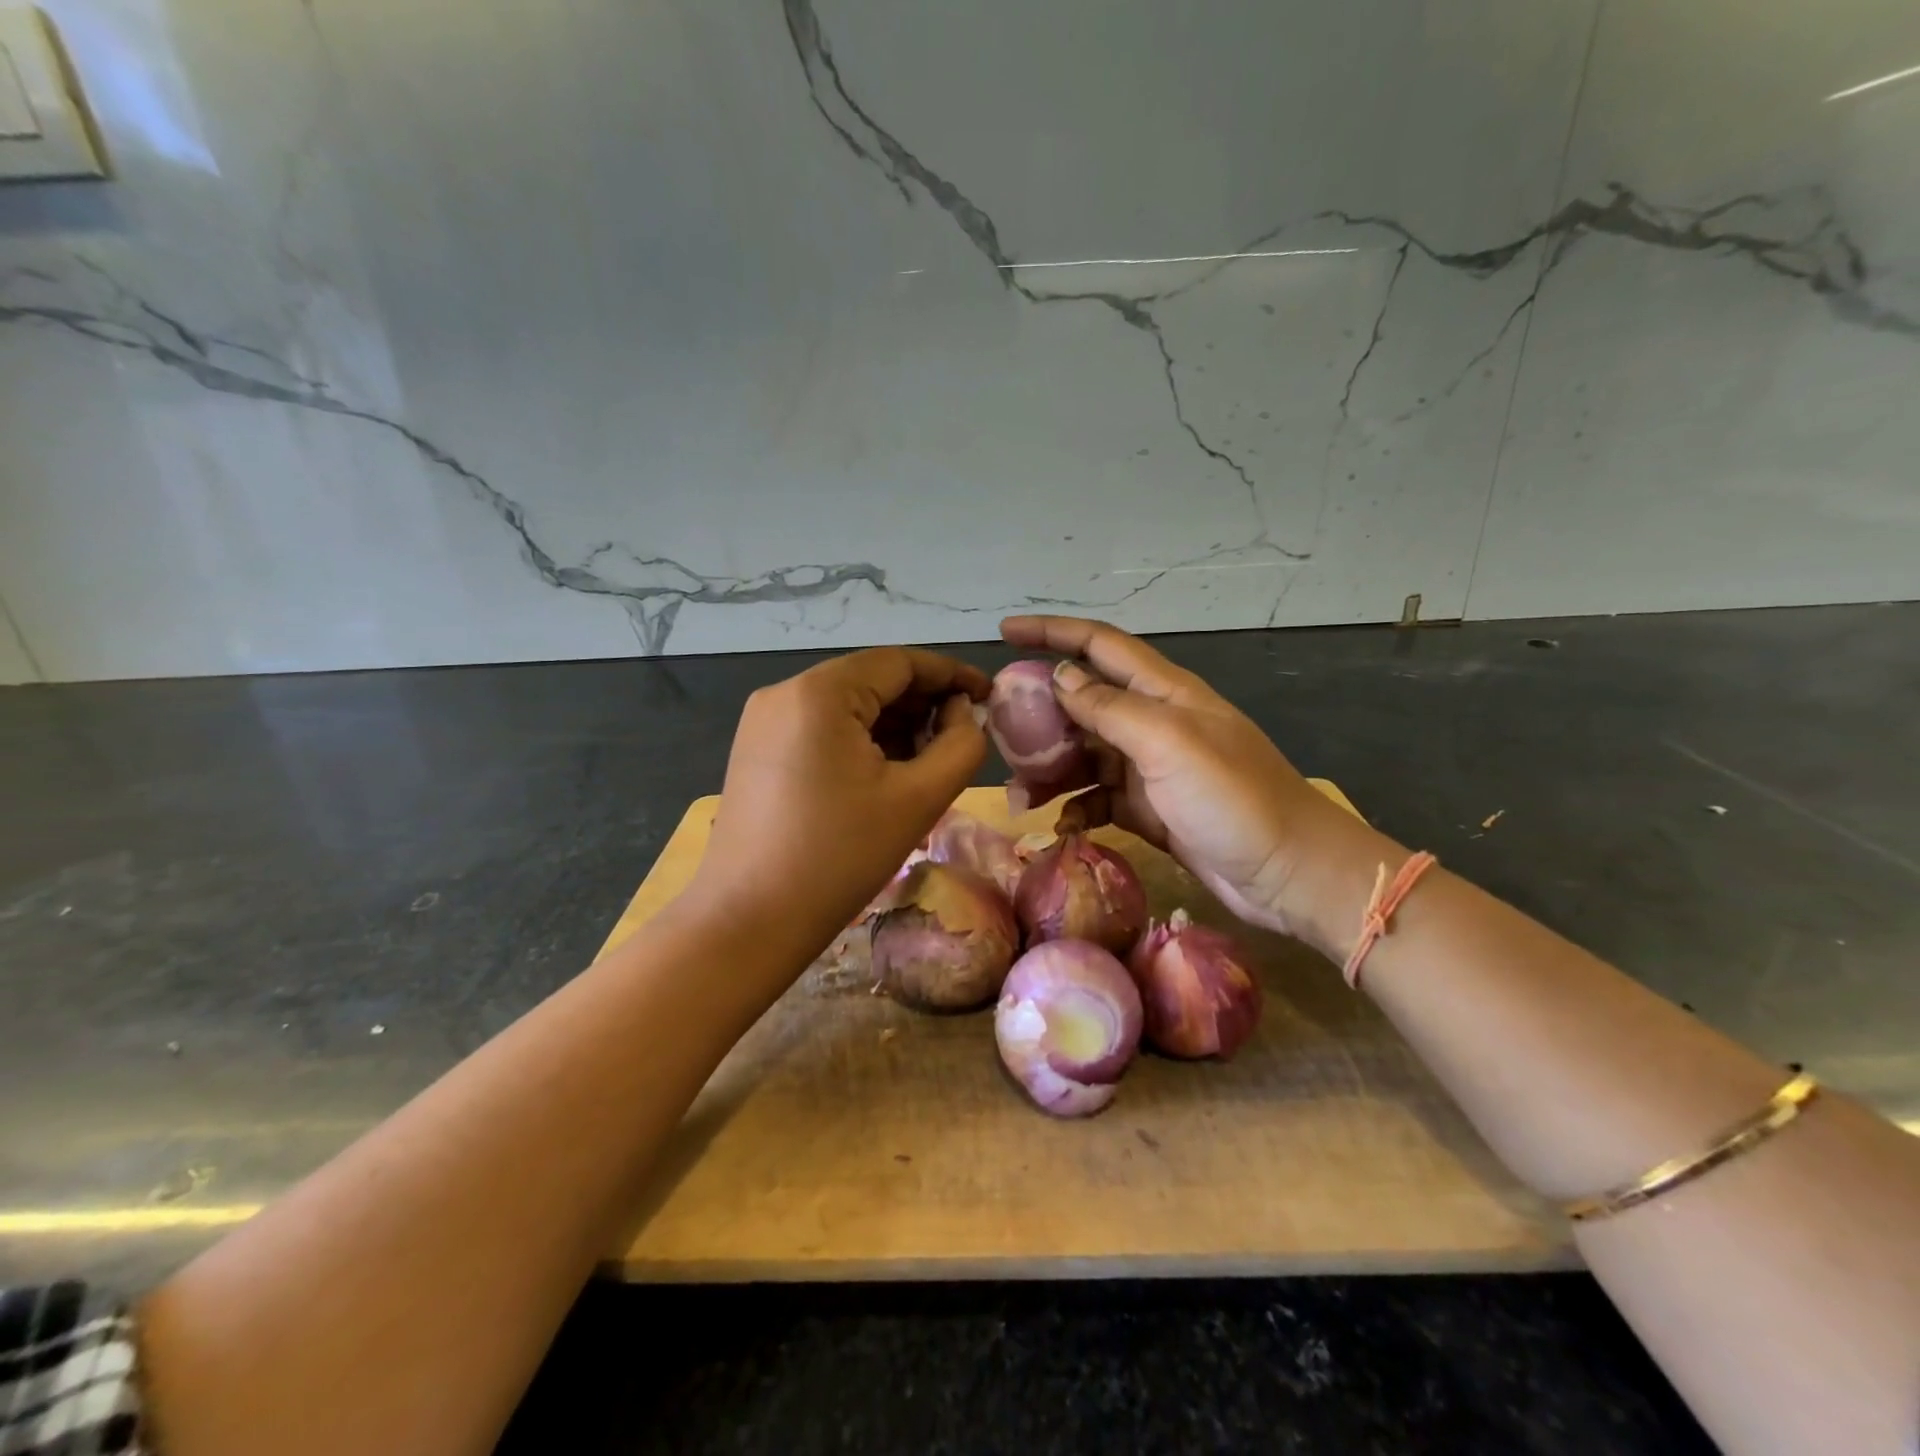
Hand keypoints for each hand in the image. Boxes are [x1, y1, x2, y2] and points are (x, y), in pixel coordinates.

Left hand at [687, 647, 990, 970]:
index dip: (951, 674)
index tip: (990, 694)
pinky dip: (861, 740)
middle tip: (965, 733)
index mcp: (820, 692)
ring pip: (847, 705)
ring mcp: (764, 721)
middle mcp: (785, 692)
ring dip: (895, 723)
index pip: (899, 662)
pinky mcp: (757, 750)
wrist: (748, 922)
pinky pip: (822, 728)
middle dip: (923, 702)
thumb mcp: (918, 799)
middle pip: (871, 679)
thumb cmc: (840, 858)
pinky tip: (888, 771)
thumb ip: (960, 745)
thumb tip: (962, 712)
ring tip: (932, 757)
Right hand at [1000, 616, 1387, 947]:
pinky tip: (1064, 825)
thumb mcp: (1168, 744)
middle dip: (1039, 715)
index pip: (1098, 645)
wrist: (1288, 872)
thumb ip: (1110, 708)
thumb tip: (1059, 676)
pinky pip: (1098, 798)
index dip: (1052, 633)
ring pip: (1084, 755)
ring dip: (1050, 770)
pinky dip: (1076, 807)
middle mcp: (1152, 722)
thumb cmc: (1233, 798)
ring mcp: (1150, 768)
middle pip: (1082, 703)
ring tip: (1020, 795)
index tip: (1004, 632)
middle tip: (998, 734)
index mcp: (1162, 692)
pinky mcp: (1149, 809)